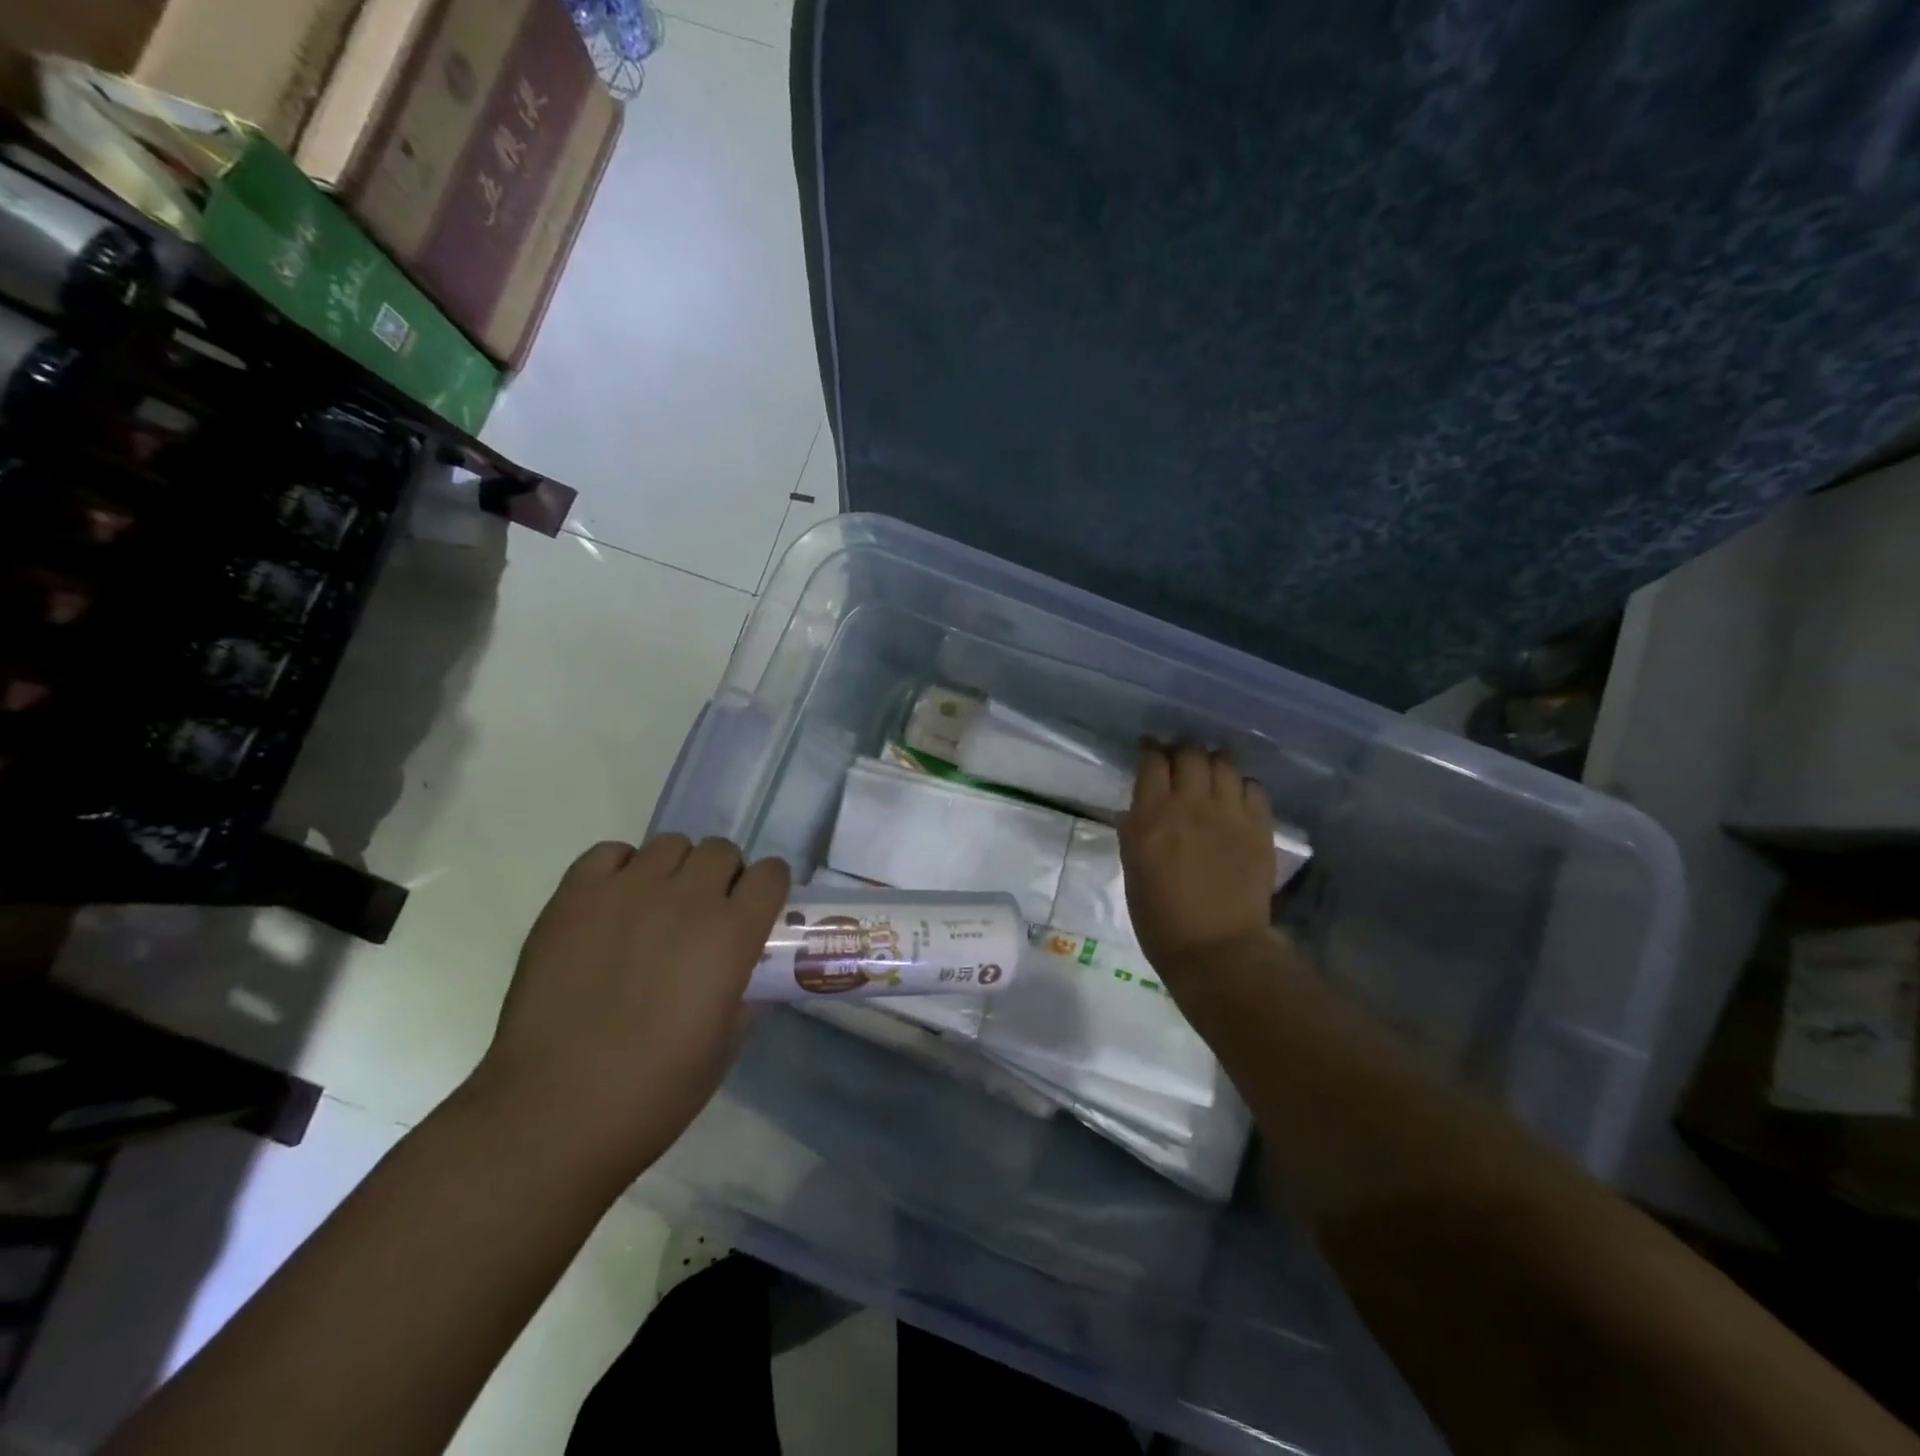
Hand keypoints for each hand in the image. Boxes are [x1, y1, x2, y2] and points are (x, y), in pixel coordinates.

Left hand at [471, 835, 789, 1180]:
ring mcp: (627, 892)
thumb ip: (746, 995)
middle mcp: (687, 899)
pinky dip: (620, 869)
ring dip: (675, 870)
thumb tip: (746, 973)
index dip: (767, 888)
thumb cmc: (654, 1093)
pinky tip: (613, 905)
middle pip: (721, 850)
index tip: (757, 908)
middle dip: (723, 876)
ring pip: (670, 844)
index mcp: (732, 934)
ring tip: (657, 906)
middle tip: (705, 912)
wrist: (553, 1113)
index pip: (771, 873)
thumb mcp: (725, 1046)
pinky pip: (609, 853)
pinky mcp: (574, 897)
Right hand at [1120, 743, 1275, 980]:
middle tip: (1179, 762)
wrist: (1217, 948)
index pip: (1152, 760)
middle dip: (1182, 751)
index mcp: (1151, 816)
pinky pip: (1253, 786)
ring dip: (1213, 763)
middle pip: (1190, 752)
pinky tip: (1235, 799)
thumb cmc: (1160, 918)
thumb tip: (1141, 808)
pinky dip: (1241, 786)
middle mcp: (1190, 804)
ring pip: (1224, 762)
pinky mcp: (1258, 826)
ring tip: (1210, 775)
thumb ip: (1136, 829)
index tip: (1149, 749)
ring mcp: (1229, 813)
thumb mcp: (1132, 868)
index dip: (1150, 749)